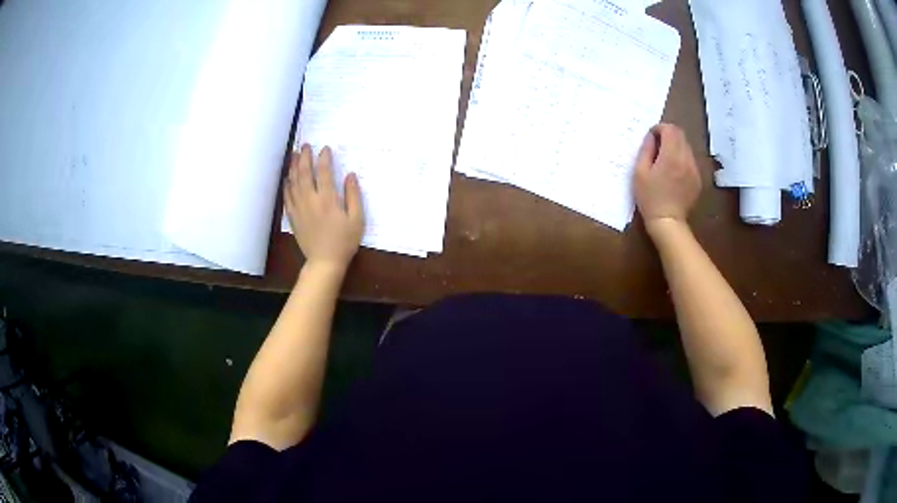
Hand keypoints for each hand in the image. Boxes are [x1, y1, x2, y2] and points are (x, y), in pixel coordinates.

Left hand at [284, 145, 363, 270]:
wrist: (324, 262)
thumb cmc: (344, 241)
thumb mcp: (357, 219)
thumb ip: (354, 195)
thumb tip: (350, 175)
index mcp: (328, 199)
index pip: (324, 172)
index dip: (324, 158)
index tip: (325, 148)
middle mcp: (311, 200)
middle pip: (304, 173)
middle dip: (304, 157)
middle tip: (305, 145)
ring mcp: (299, 208)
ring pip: (293, 183)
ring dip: (293, 167)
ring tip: (294, 155)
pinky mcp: (293, 217)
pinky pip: (287, 197)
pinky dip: (287, 185)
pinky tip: (287, 178)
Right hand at [634, 124, 701, 230]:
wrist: (668, 222)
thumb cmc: (650, 198)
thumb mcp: (640, 173)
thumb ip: (646, 150)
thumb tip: (651, 137)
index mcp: (671, 156)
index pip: (670, 129)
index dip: (659, 128)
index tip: (651, 137)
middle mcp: (686, 159)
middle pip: (681, 135)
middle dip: (668, 135)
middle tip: (657, 146)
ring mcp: (694, 169)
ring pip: (686, 147)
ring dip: (676, 147)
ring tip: (665, 160)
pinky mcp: (698, 179)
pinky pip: (690, 161)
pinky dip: (682, 159)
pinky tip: (674, 173)